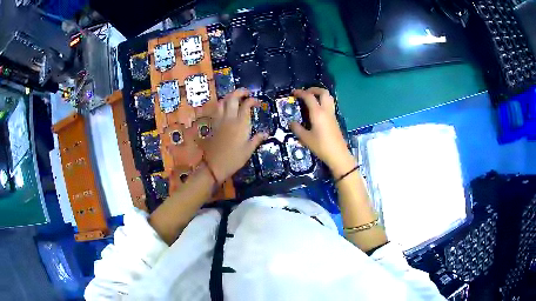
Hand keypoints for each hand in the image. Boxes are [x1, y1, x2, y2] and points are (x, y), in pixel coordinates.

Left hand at [203, 89, 267, 181]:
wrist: (214, 165)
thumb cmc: (234, 159)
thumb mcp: (248, 150)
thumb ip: (257, 139)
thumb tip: (265, 133)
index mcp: (241, 124)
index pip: (246, 105)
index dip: (252, 100)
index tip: (257, 102)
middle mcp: (229, 118)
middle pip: (233, 98)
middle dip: (240, 92)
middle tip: (246, 92)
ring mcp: (220, 120)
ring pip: (222, 102)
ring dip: (229, 97)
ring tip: (235, 98)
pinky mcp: (213, 125)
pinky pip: (217, 110)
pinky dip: (222, 105)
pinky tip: (226, 108)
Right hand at [290, 87, 355, 177]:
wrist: (338, 155)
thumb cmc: (321, 146)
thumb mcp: (306, 138)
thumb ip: (297, 129)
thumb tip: (291, 122)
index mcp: (318, 113)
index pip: (309, 97)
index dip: (301, 92)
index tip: (293, 93)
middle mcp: (326, 110)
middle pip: (323, 92)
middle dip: (314, 89)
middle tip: (305, 93)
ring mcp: (332, 115)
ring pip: (329, 97)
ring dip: (320, 94)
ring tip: (311, 99)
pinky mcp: (335, 120)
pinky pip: (330, 105)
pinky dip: (323, 102)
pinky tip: (317, 110)